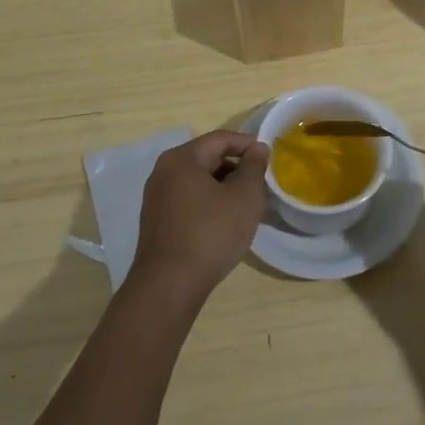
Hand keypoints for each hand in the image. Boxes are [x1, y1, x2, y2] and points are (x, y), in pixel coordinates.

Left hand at [129, 130, 269, 304]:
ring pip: (197, 181)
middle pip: (207, 158)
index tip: (268, 158)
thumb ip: (254, 167)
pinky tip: (223, 222)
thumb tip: (257, 148)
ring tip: (245, 205)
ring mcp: (156, 198)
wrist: (169, 285)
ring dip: (223, 187)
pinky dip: (208, 203)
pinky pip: (187, 200)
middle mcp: (163, 171)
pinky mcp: (156, 221)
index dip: (247, 144)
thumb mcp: (244, 197)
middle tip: (260, 185)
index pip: (220, 139)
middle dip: (236, 168)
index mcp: (182, 159)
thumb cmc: (211, 233)